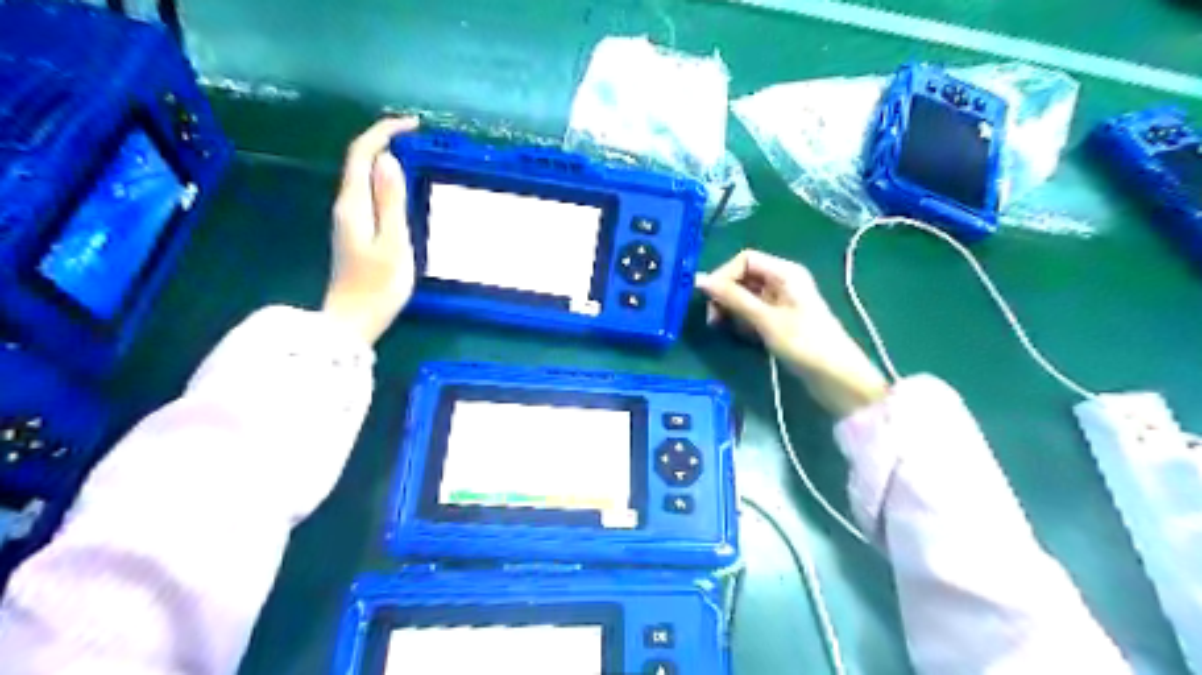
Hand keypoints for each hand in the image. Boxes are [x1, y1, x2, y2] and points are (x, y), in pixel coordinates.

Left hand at [320, 116, 417, 346]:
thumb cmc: (378, 286)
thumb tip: (388, 160)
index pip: (362, 154)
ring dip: (386, 160)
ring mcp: (348, 220)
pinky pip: (368, 194)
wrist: (353, 321)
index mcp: (353, 204)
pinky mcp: (355, 232)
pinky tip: (403, 189)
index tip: (414, 126)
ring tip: (416, 157)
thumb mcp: (393, 243)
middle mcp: (346, 205)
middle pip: (360, 161)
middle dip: (386, 141)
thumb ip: (390, 201)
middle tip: (420, 139)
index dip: (384, 132)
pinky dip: (385, 181)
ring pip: (364, 177)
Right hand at [701, 248, 885, 417]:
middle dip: (725, 295)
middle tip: (713, 320)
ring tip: (726, 330)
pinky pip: (752, 313)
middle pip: (743, 277)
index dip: (724, 275)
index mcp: (785, 272)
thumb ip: (732, 298)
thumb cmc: (804, 343)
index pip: (744, 260)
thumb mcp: (765, 319)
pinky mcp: (779, 320)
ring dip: (732, 311)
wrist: (837, 378)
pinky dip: (743, 322)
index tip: (708, 299)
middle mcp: (782, 281)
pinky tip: (743, 337)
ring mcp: (781, 302)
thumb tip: (700, 280)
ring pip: (745, 297)